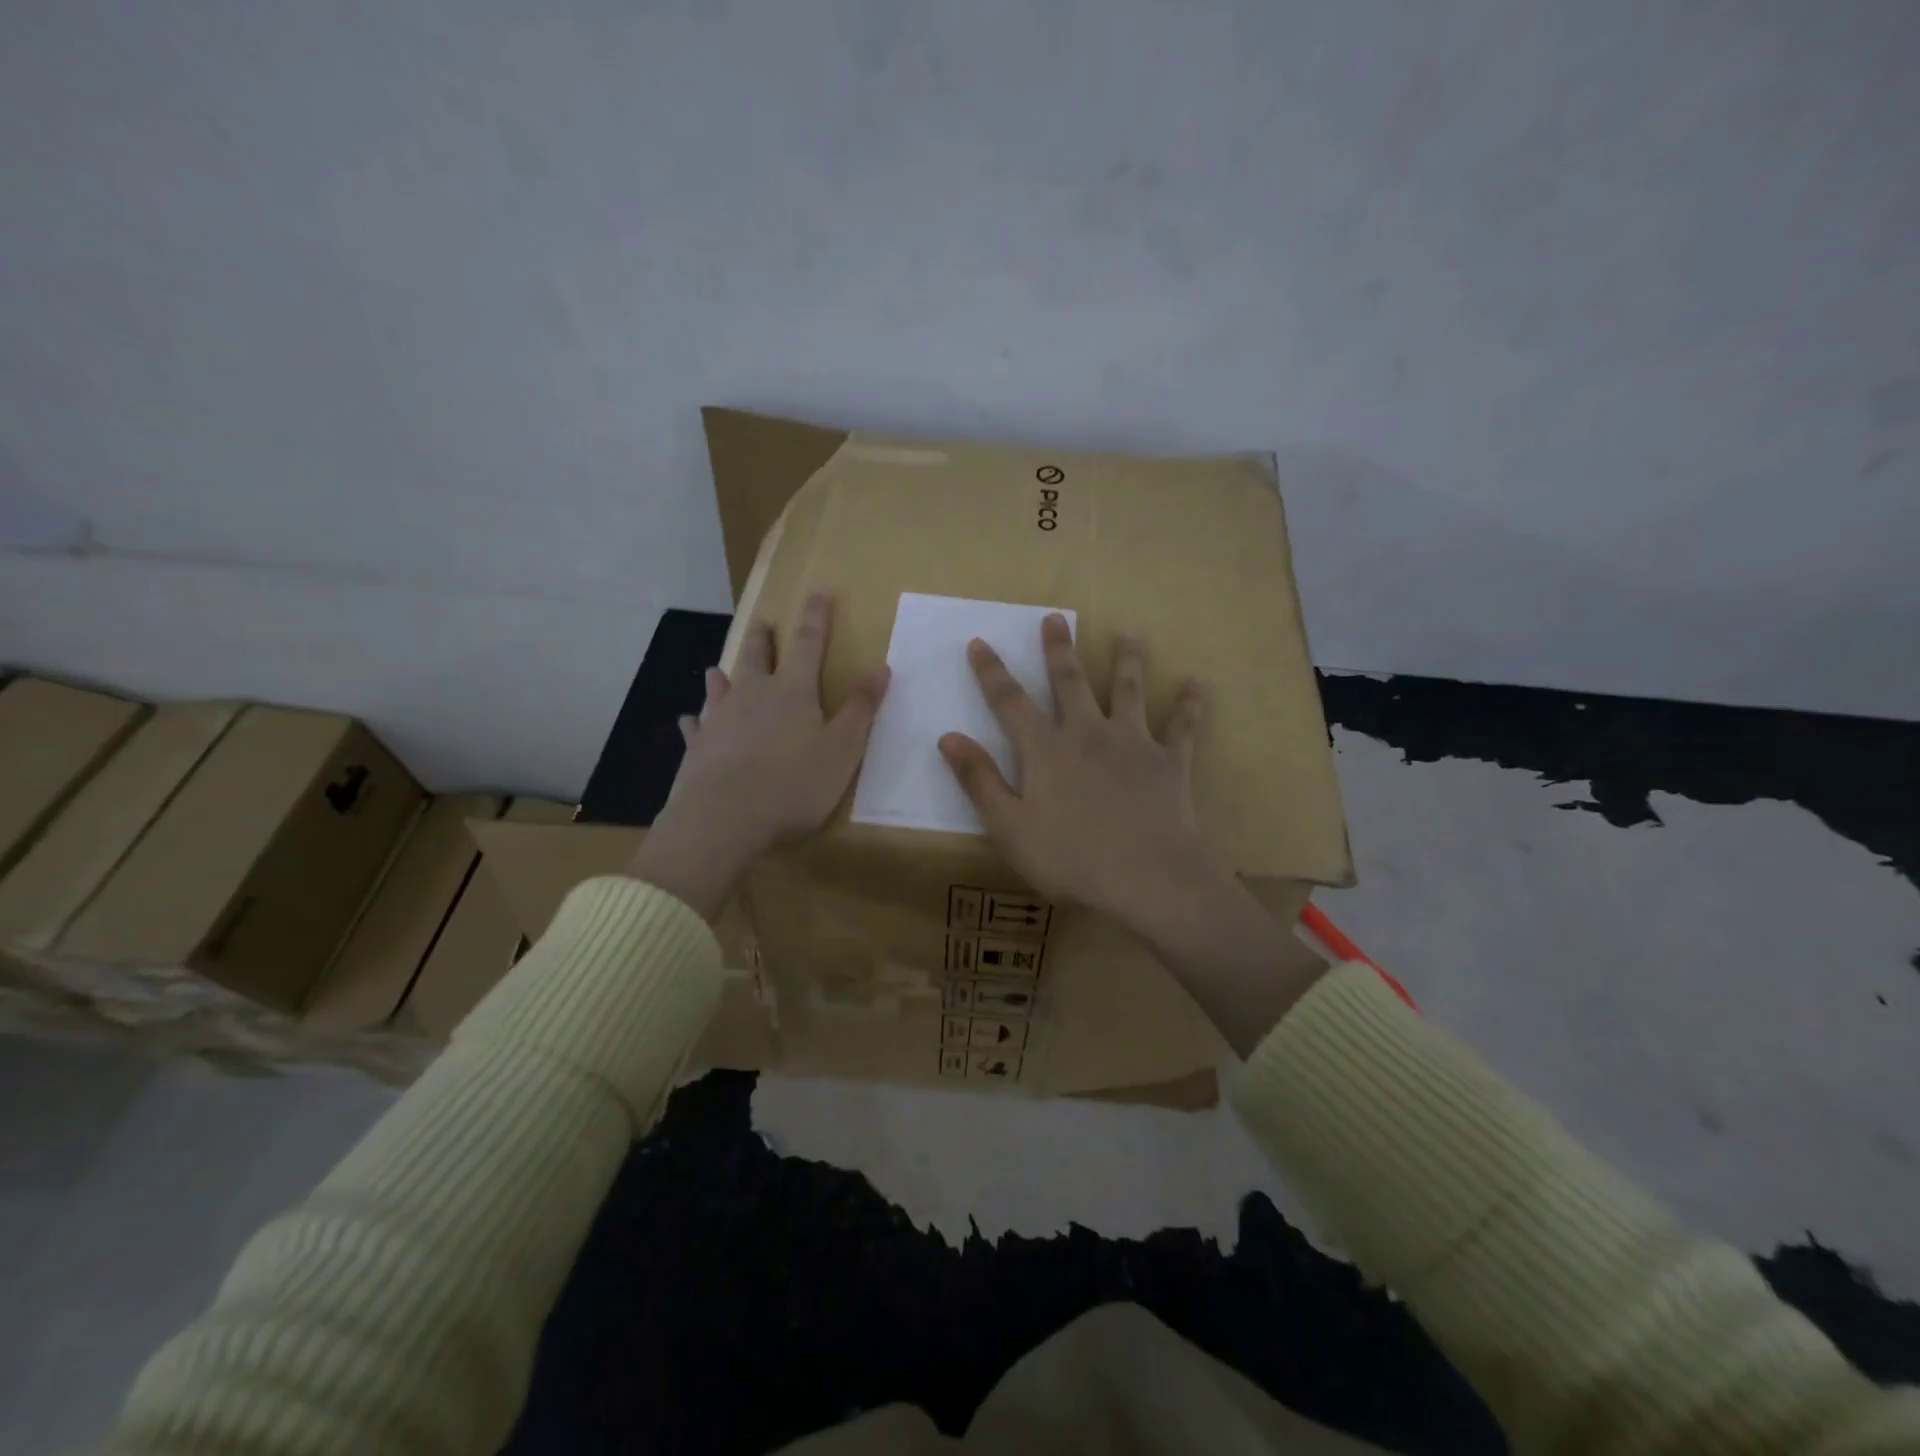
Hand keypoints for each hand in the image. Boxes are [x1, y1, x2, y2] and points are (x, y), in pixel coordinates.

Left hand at [629, 591, 887, 920]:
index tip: (819, 590)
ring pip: (721, 686)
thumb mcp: (843, 749)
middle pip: (758, 656)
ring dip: (723, 674)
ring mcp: (720, 719)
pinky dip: (696, 720)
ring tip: (717, 667)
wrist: (724, 820)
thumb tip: (882, 665)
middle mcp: (753, 695)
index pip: (808, 643)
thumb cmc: (793, 784)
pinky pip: (697, 727)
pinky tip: (690, 720)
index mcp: (793, 691)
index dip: (816, 616)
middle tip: (762, 621)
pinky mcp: (698, 748)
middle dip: (763, 637)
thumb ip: (862, 708)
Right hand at [936, 614, 1222, 934]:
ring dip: (1127, 660)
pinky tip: (1197, 683)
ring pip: (1128, 691)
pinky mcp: (1170, 762)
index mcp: (1046, 750)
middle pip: (1070, 682)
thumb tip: (949, 738)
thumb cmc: (1071, 859)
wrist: (1150, 880)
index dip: (991, 672)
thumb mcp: (1010, 828)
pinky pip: (1182, 727)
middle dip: (1059, 650)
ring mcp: (1133, 744)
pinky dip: (1190, 705)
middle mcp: (1088, 734)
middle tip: (1055, 618)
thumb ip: (979, 781)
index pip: (1010, 702)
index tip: (980, 642)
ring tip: (1128, 634)